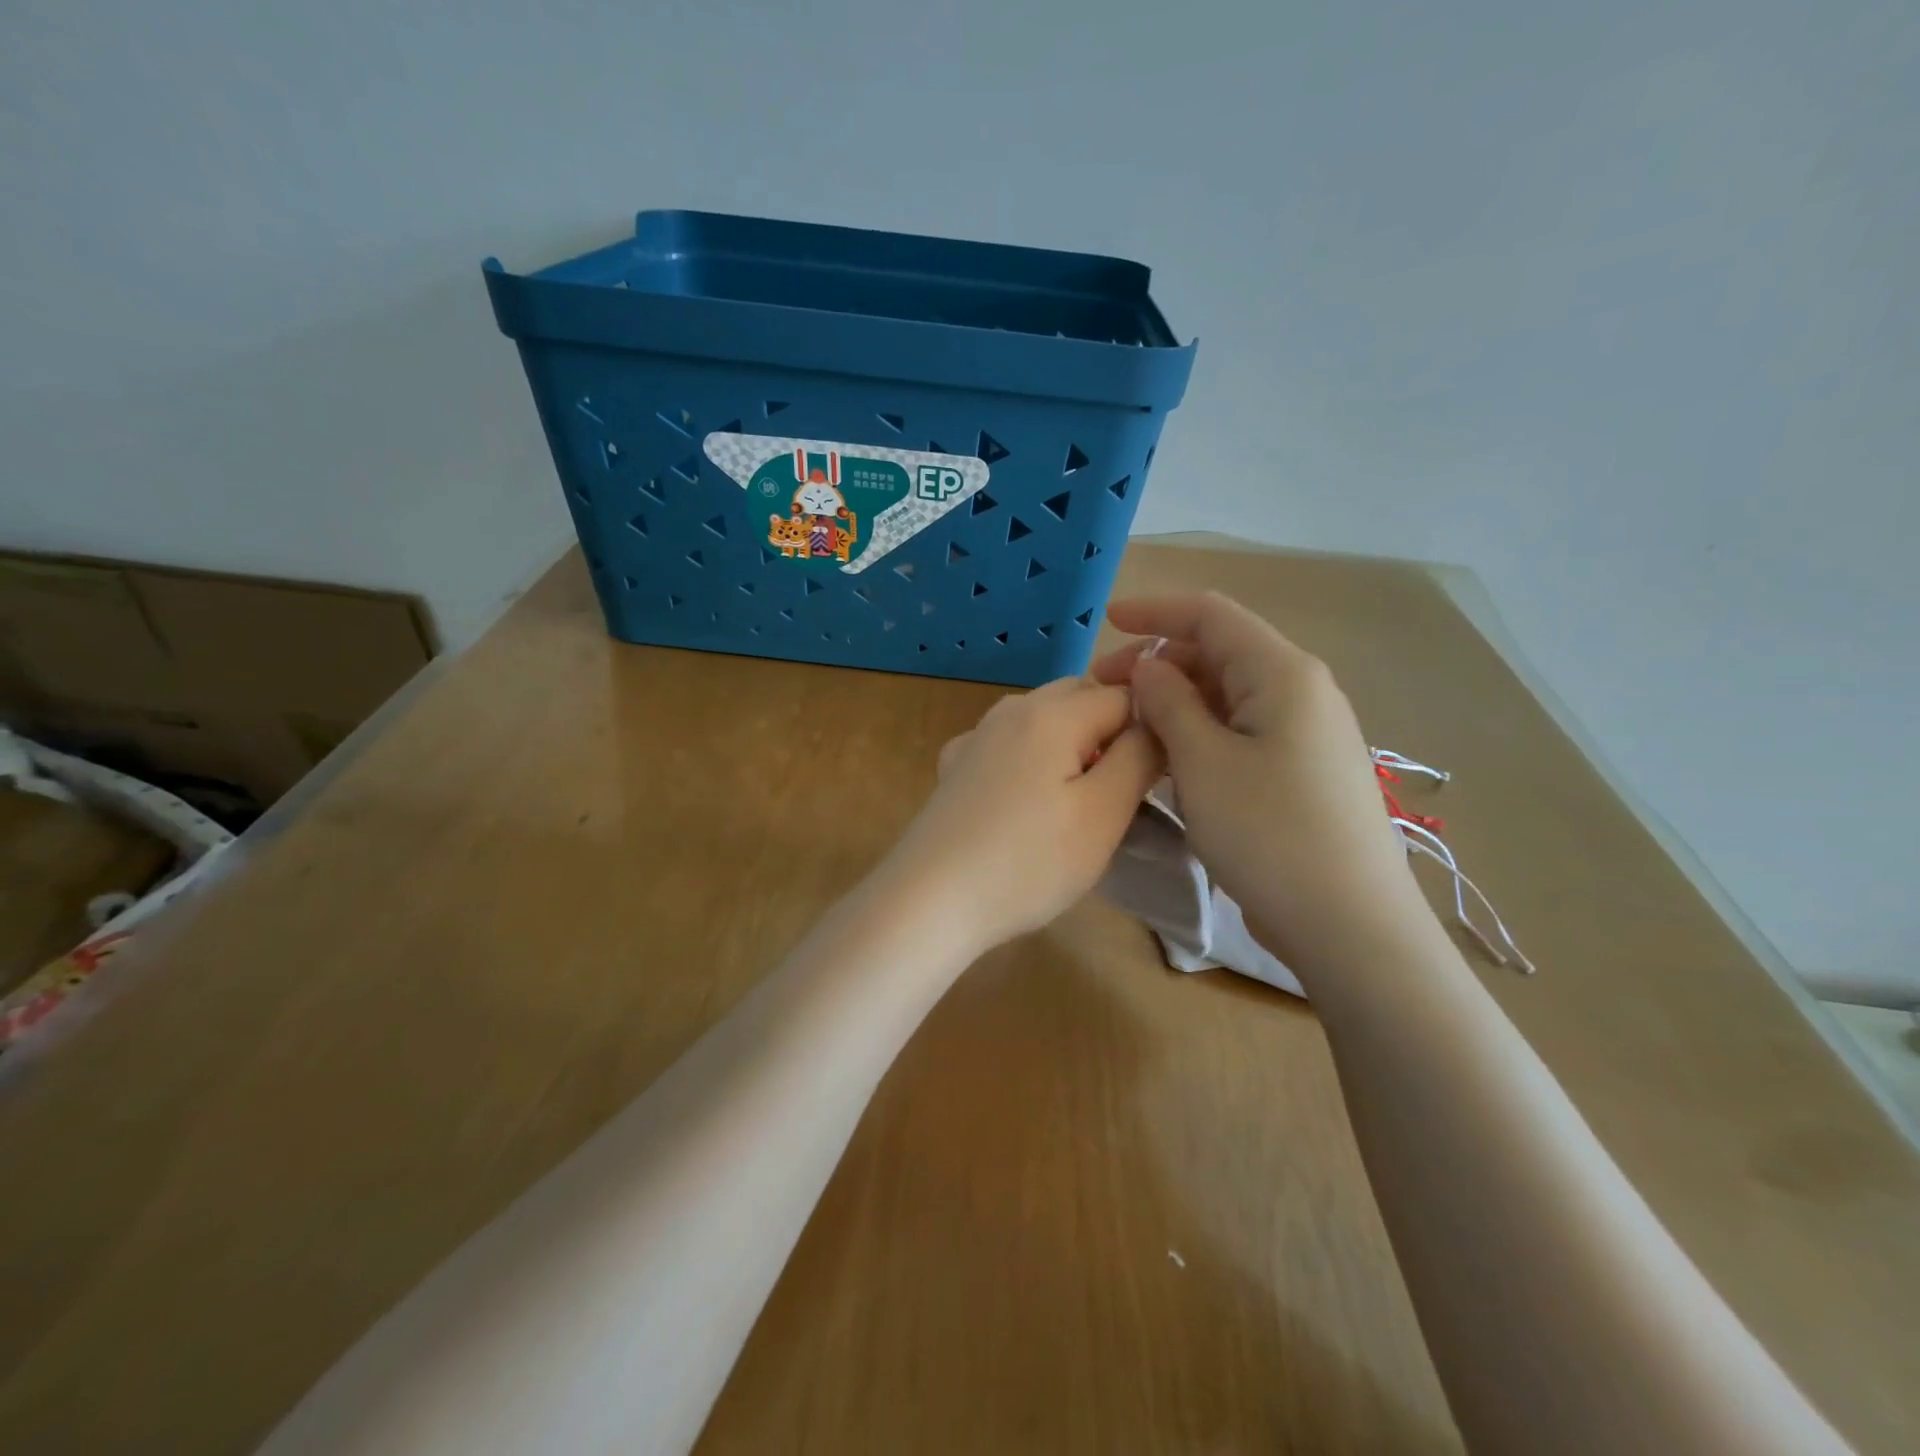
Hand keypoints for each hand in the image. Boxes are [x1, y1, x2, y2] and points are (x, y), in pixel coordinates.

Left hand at [884, 678, 1163, 954]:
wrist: (930, 899)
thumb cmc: (1028, 861)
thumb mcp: (1103, 813)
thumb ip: (1139, 756)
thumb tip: (1156, 721)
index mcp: (1052, 712)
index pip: (1123, 694)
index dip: (1150, 728)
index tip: (1156, 775)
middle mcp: (1011, 710)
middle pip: (1079, 697)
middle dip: (1110, 730)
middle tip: (1122, 788)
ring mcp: (976, 737)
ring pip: (1042, 719)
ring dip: (1072, 743)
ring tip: (1079, 798)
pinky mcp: (955, 768)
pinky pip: (1008, 744)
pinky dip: (1031, 758)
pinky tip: (1025, 798)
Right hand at [1090, 593, 1422, 969]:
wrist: (1350, 926)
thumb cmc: (1269, 834)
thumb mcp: (1202, 762)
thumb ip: (1169, 703)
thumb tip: (1150, 667)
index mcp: (1281, 672)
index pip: (1210, 615)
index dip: (1154, 611)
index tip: (1105, 621)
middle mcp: (1301, 691)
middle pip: (1219, 653)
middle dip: (1158, 663)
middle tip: (1105, 694)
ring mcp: (1307, 733)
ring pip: (1228, 695)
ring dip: (1177, 702)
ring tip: (1130, 728)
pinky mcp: (1303, 770)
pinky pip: (1242, 731)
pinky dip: (1200, 732)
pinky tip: (1170, 760)